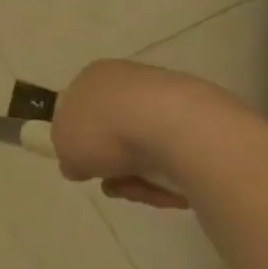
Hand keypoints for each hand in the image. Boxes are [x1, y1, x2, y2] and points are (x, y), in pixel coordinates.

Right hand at [51, 59, 203, 209]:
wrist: (174, 127)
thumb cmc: (106, 130)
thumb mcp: (65, 148)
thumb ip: (68, 156)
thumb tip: (81, 164)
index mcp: (93, 77)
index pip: (80, 109)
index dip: (81, 142)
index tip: (86, 166)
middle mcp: (129, 80)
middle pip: (115, 132)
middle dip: (114, 165)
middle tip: (114, 186)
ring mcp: (168, 97)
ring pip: (148, 147)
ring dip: (141, 176)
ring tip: (143, 191)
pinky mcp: (202, 119)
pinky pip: (178, 155)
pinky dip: (172, 175)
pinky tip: (170, 189)